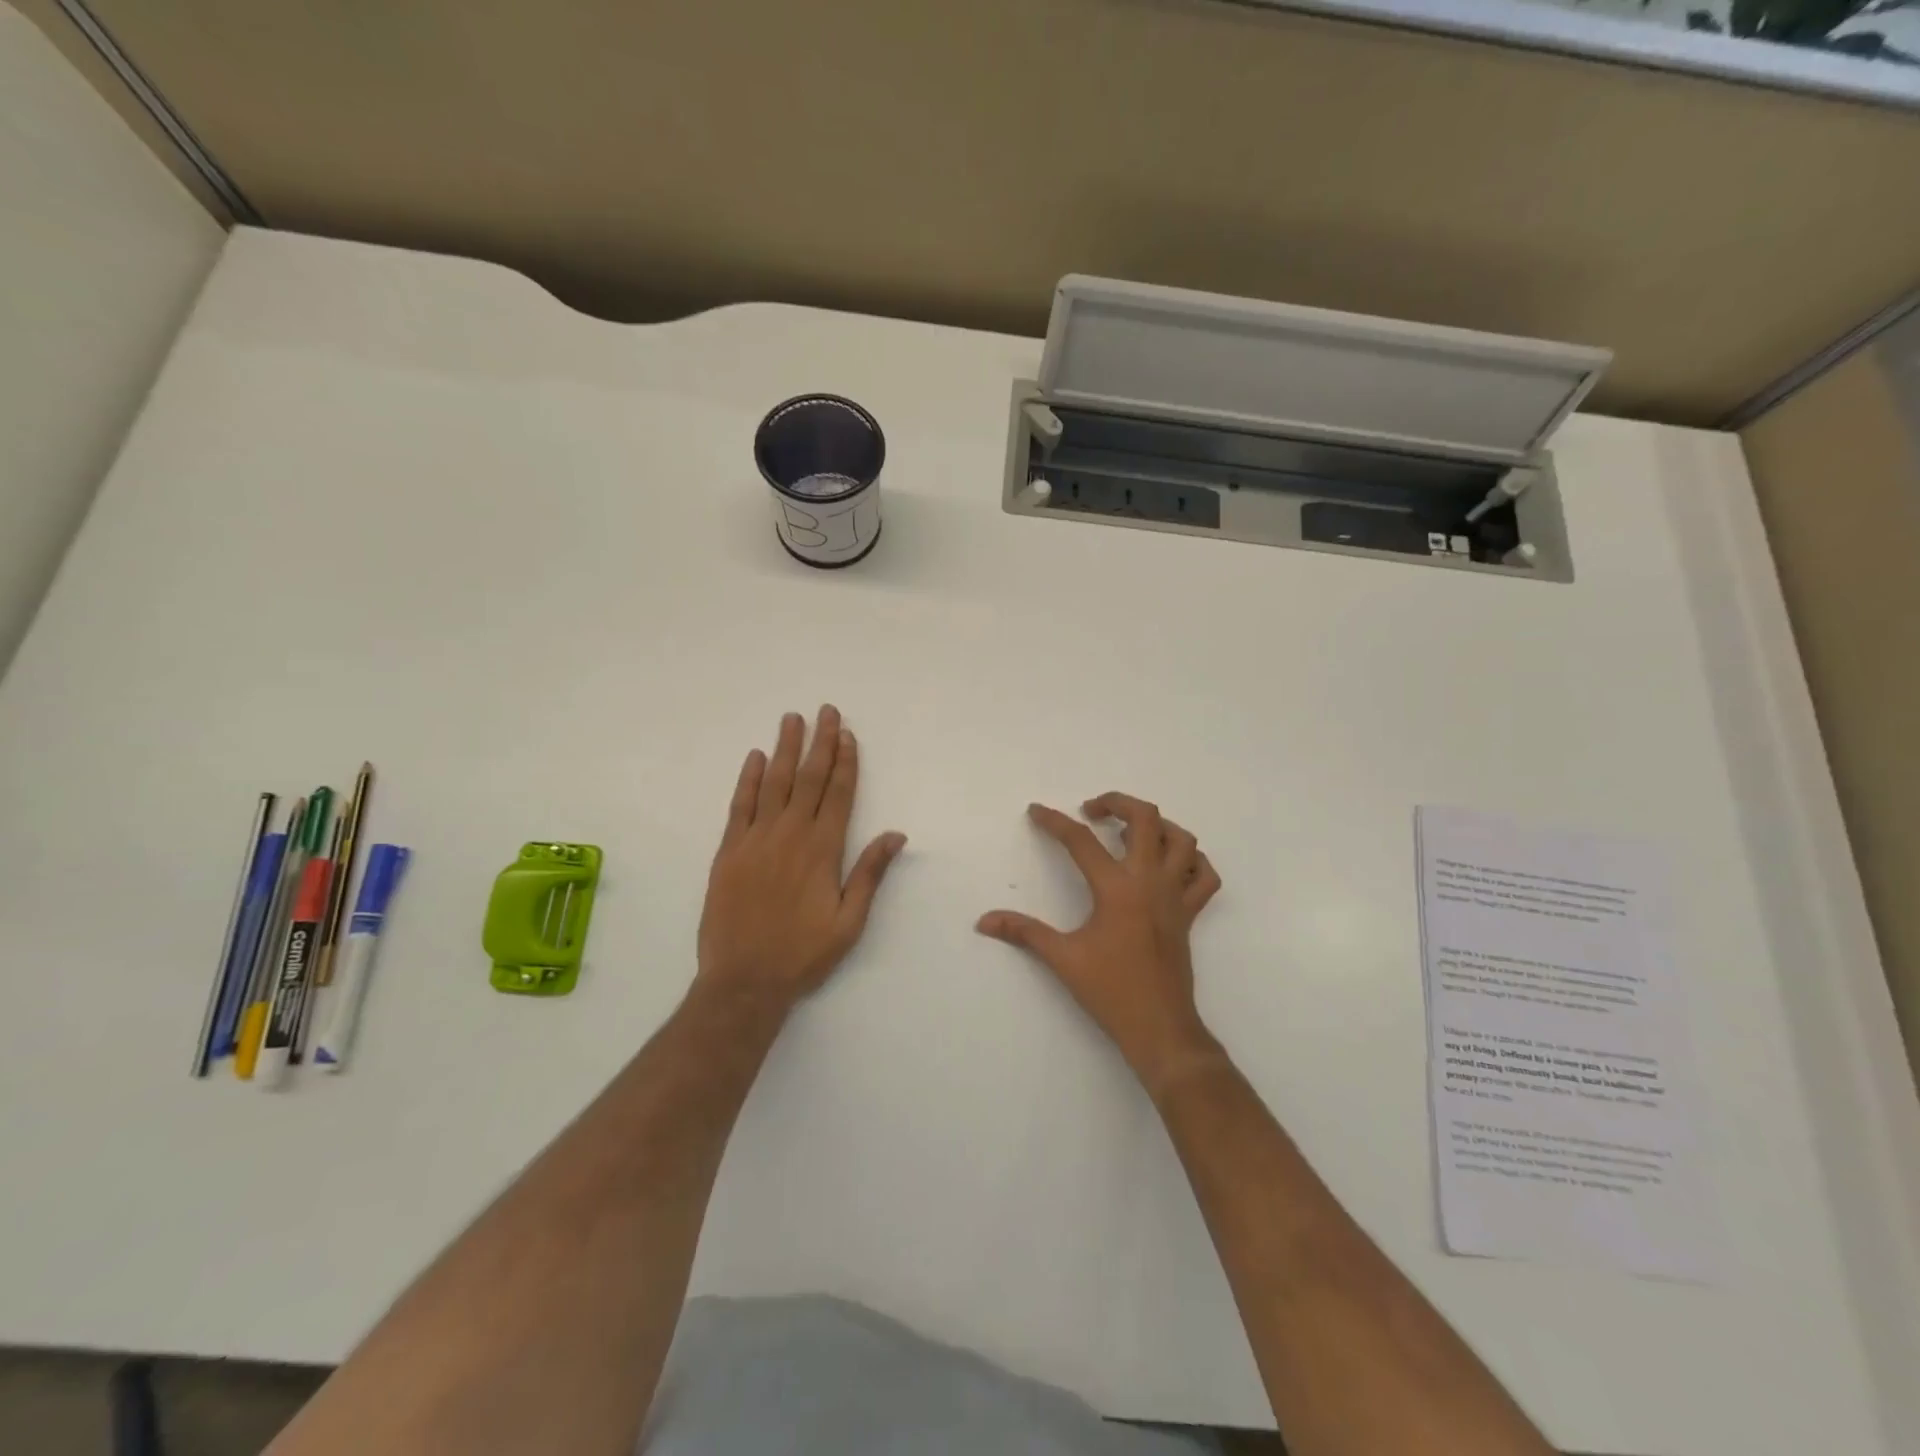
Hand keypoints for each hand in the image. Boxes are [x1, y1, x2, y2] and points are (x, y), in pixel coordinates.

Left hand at [696, 706, 906, 1012]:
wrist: (744, 981)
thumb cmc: (804, 954)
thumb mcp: (850, 922)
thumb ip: (870, 874)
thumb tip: (896, 834)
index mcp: (823, 851)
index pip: (839, 794)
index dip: (845, 762)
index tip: (847, 734)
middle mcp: (791, 836)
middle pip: (808, 779)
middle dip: (819, 743)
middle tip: (825, 711)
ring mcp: (756, 840)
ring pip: (773, 784)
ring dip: (784, 749)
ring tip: (792, 719)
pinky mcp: (728, 852)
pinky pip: (739, 806)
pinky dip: (747, 779)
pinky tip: (754, 758)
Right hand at [976, 793, 1222, 1090]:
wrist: (1159, 1027)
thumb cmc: (1110, 990)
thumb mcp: (1062, 958)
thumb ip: (1023, 932)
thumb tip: (984, 921)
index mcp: (1117, 888)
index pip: (1081, 841)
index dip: (1054, 821)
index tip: (1036, 811)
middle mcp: (1150, 881)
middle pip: (1145, 818)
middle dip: (1117, 803)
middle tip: (1092, 811)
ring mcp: (1176, 895)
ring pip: (1182, 840)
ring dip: (1157, 825)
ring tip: (1130, 832)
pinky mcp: (1190, 913)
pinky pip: (1204, 876)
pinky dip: (1192, 861)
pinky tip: (1170, 865)